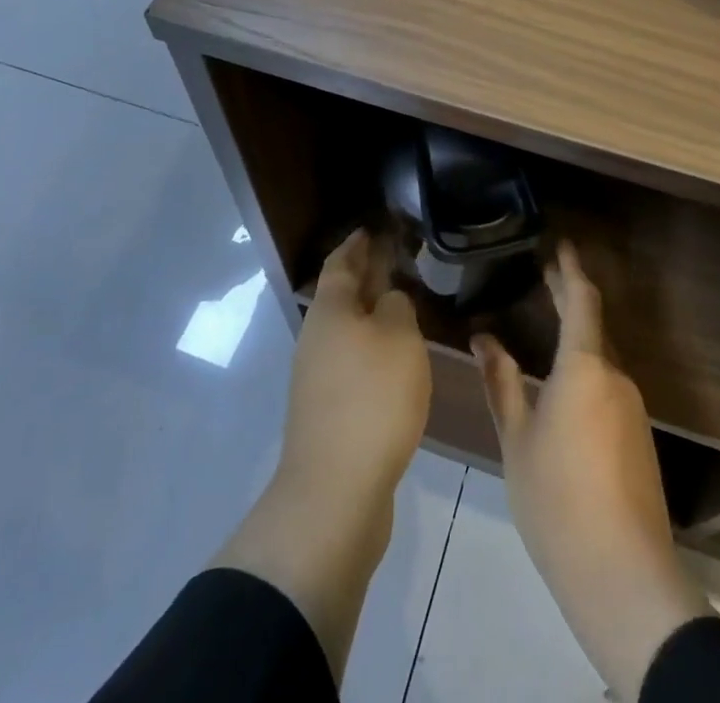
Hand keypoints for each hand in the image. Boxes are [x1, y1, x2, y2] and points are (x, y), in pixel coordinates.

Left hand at [280, 227, 431, 501]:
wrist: (335, 491)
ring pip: (348, 329)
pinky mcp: (328, 411)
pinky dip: (372, 347)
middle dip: (366, 275)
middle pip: (342, 295)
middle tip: (396, 259)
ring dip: (371, 313)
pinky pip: (352, 361)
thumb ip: (398, 307)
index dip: (357, 243)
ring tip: (402, 304)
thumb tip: (389, 299)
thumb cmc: (372, 399)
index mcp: (331, 310)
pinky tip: (395, 357)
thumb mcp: (400, 339)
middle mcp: (317, 337)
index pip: (341, 261)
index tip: (373, 227)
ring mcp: (317, 376)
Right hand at [474, 242, 713, 700]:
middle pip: (593, 323)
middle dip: (570, 294)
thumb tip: (483, 338)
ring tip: (546, 321)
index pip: (582, 299)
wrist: (624, 576)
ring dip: (576, 334)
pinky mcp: (638, 436)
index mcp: (585, 367)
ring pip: (600, 356)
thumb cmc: (558, 500)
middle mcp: (615, 376)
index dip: (570, 268)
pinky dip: (585, 367)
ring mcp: (632, 407)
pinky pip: (608, 384)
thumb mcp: (516, 440)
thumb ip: (501, 382)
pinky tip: (564, 383)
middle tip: (545, 271)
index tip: (558, 242)